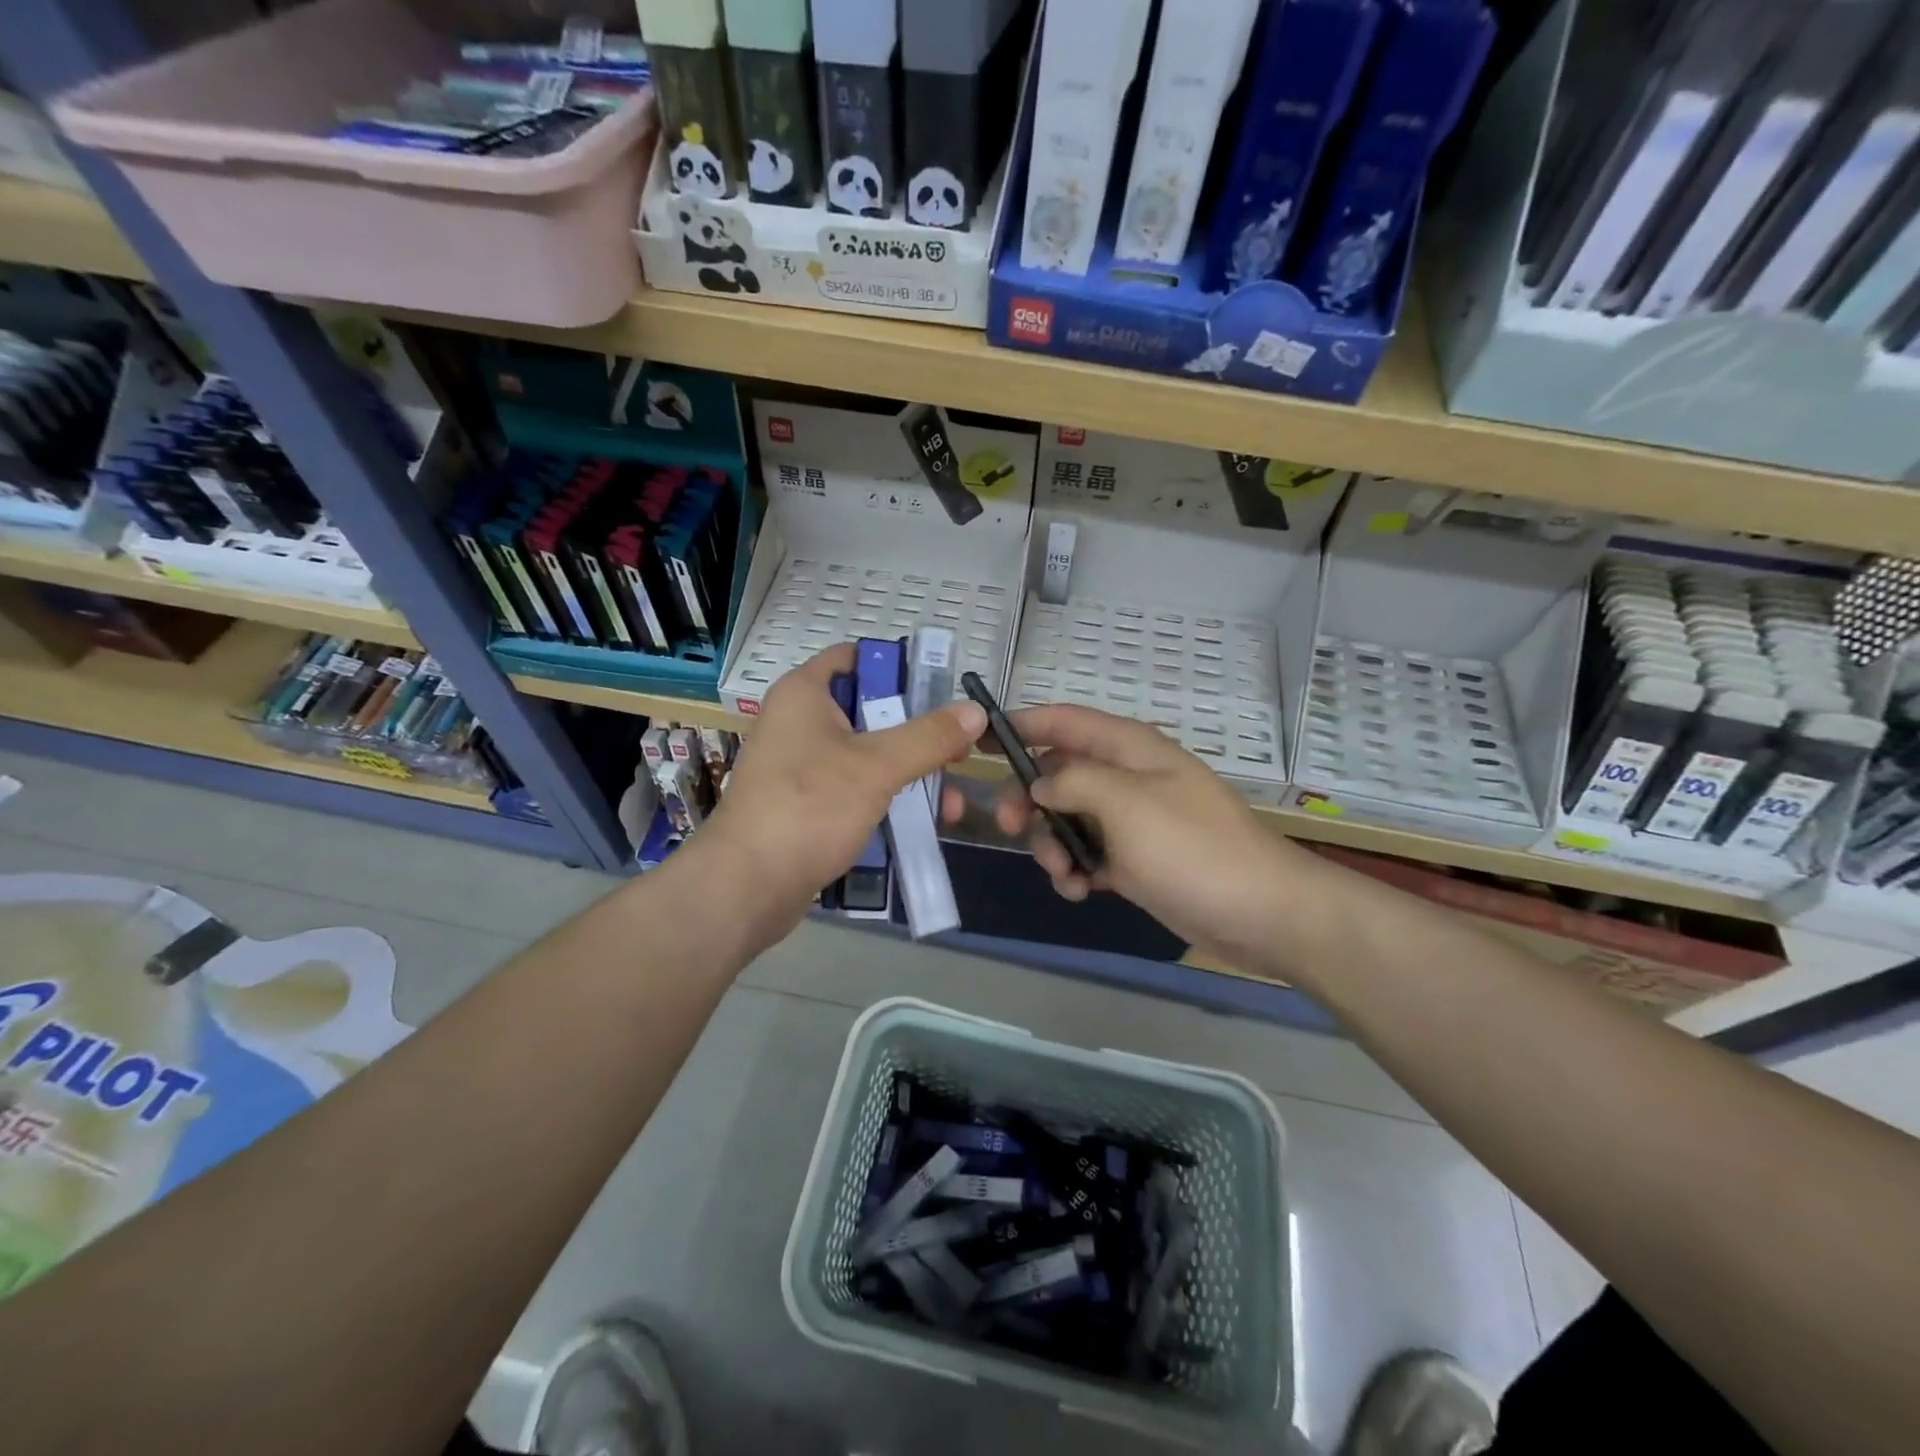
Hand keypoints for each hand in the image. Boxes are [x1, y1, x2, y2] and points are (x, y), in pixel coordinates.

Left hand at [692, 644, 986, 955]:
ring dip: (908, 774)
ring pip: (865, 756)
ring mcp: (799, 767)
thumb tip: (976, 711)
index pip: (855, 657)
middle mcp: (798, 723)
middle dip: (917, 733)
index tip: (941, 692)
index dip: (899, 668)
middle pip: (869, 711)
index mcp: (804, 694)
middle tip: (958, 754)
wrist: (747, 886)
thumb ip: (929, 737)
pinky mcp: (804, 806)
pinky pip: (853, 790)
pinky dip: (884, 800)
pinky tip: (920, 823)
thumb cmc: (808, 807)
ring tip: (949, 804)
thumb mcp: (877, 766)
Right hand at [957, 704, 1328, 974]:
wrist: (1261, 913)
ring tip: (1065, 874)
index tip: (977, 739)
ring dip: (1053, 844)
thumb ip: (1073, 781)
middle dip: (1029, 799)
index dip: (1020, 724)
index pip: (1064, 720)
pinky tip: (1082, 892)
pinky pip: (1089, 854)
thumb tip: (1040, 784)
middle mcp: (1127, 777)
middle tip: (1010, 827)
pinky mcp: (1137, 860)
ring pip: (1068, 818)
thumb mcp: (1125, 804)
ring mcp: (1132, 820)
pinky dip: (1076, 870)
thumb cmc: (1191, 849)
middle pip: (1058, 772)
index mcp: (1129, 748)